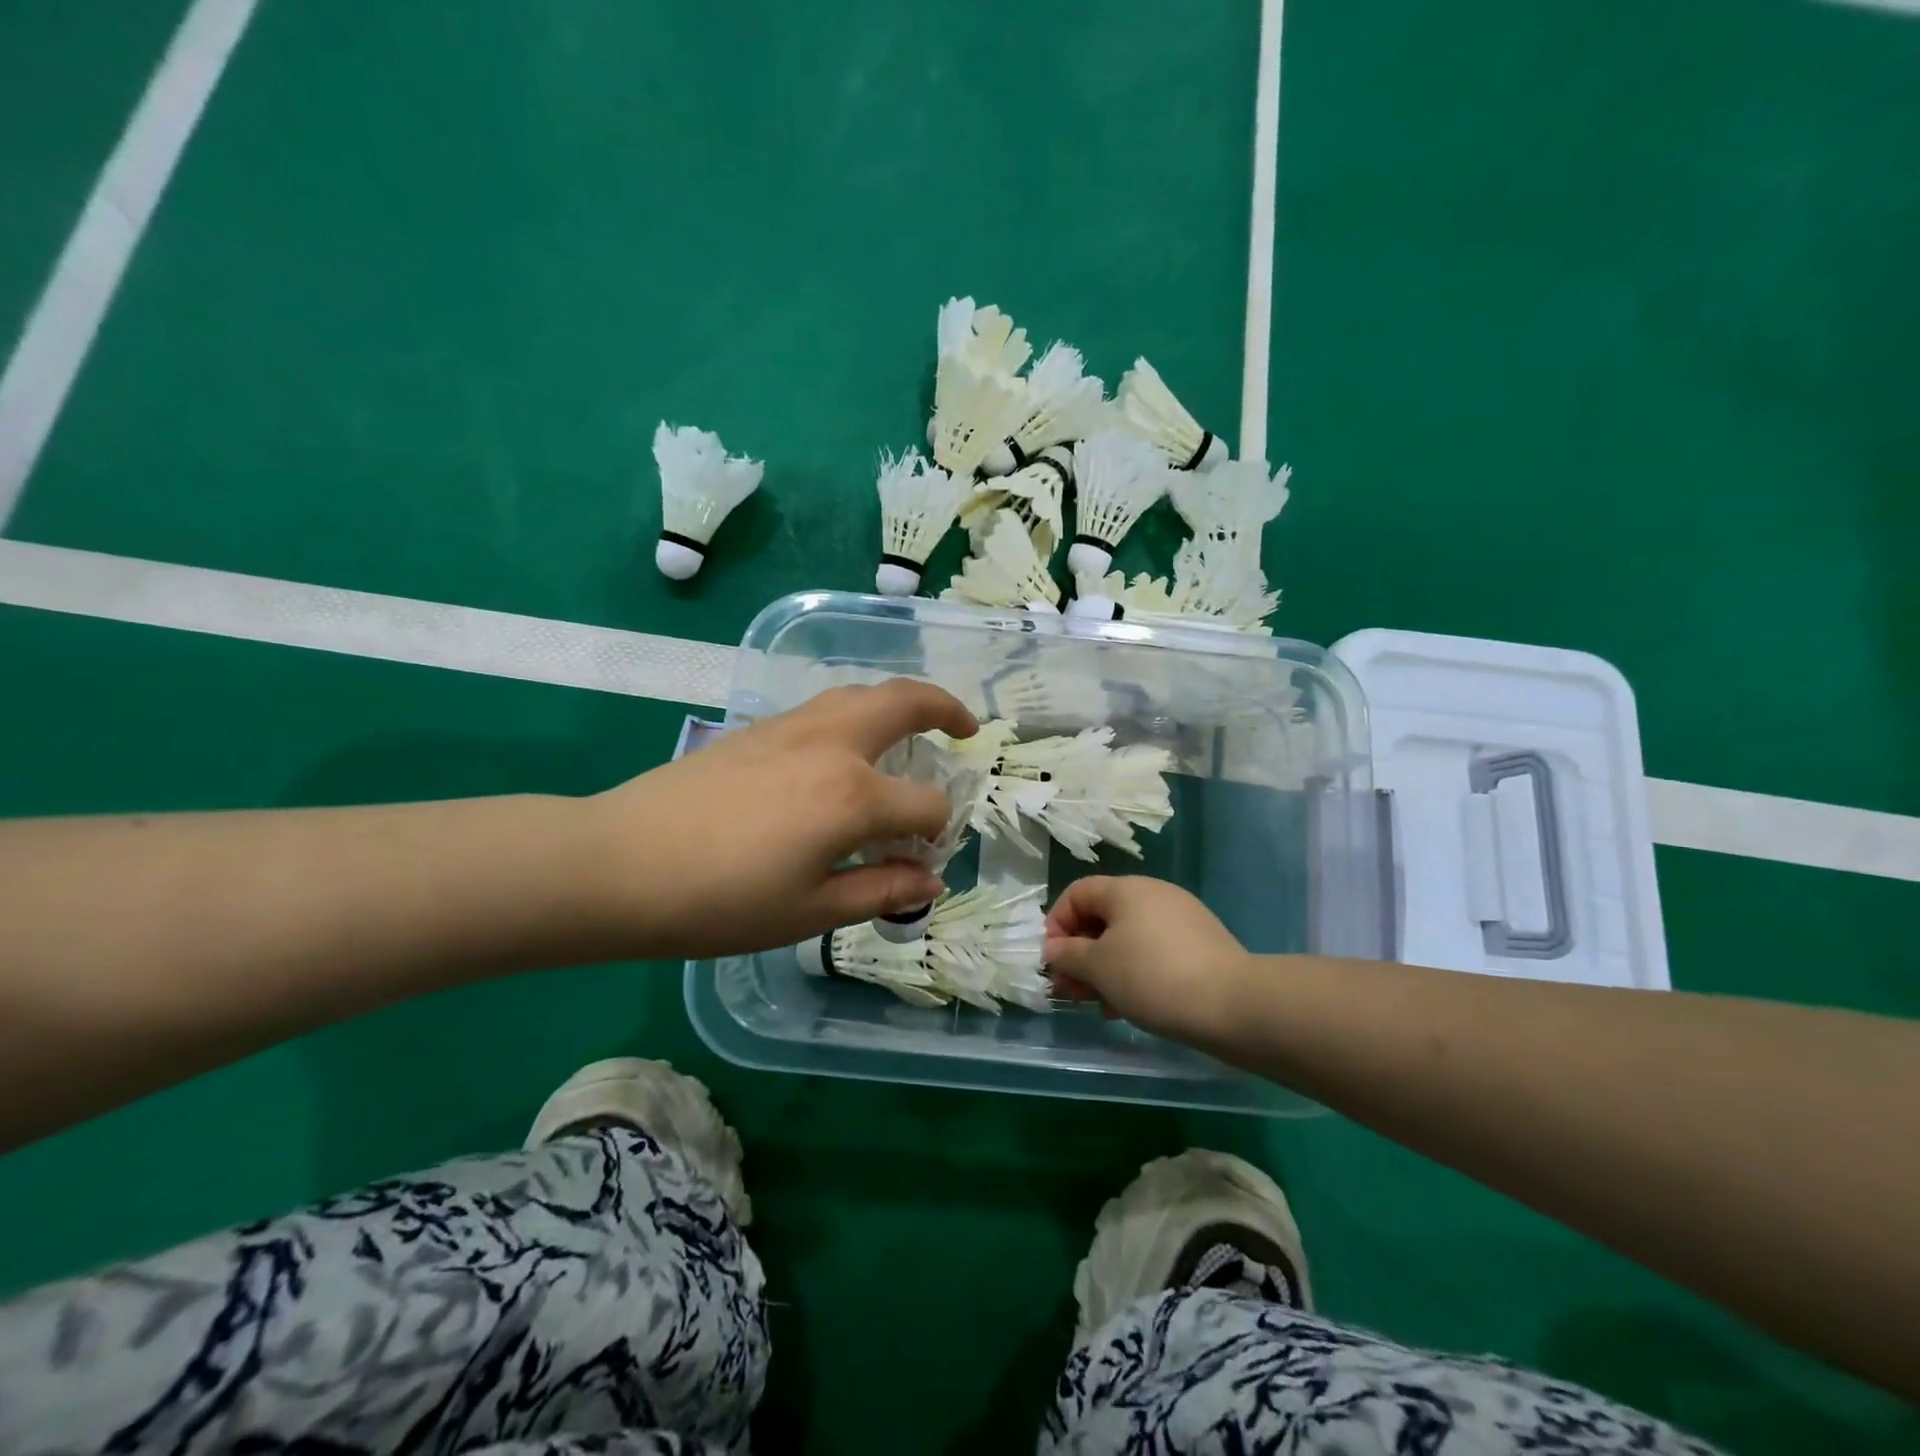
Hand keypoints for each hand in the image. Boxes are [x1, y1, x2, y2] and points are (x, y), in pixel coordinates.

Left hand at [585, 680, 976, 958]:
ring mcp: (793, 727)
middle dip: (946, 709)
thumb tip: (930, 879)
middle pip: (906, 703)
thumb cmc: (720, 902)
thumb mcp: (810, 911)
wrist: (619, 863)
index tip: (925, 858)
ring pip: (863, 693)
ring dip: (900, 703)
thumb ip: (879, 889)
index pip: (924, 805)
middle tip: (965, 729)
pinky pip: (828, 705)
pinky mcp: (760, 727)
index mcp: (853, 796)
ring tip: (914, 729)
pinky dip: (859, 712)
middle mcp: (833, 745)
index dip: (936, 832)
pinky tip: (848, 747)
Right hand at [1044, 876, 1252, 1046]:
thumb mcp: (1098, 967)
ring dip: (1105, 968)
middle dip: (1080, 954)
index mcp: (1126, 889)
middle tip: (1071, 991)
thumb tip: (1053, 949)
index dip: (1056, 924)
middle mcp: (1153, 894)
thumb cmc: (1153, 977)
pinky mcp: (1200, 945)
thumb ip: (1068, 955)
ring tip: (1100, 1006)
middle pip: (1102, 917)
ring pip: (1127, 938)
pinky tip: (1131, 1007)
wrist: (1234, 1004)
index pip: (1077, 893)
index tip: (1052, 961)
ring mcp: (1180, 918)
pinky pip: (1153, 952)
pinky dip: (1134, 973)